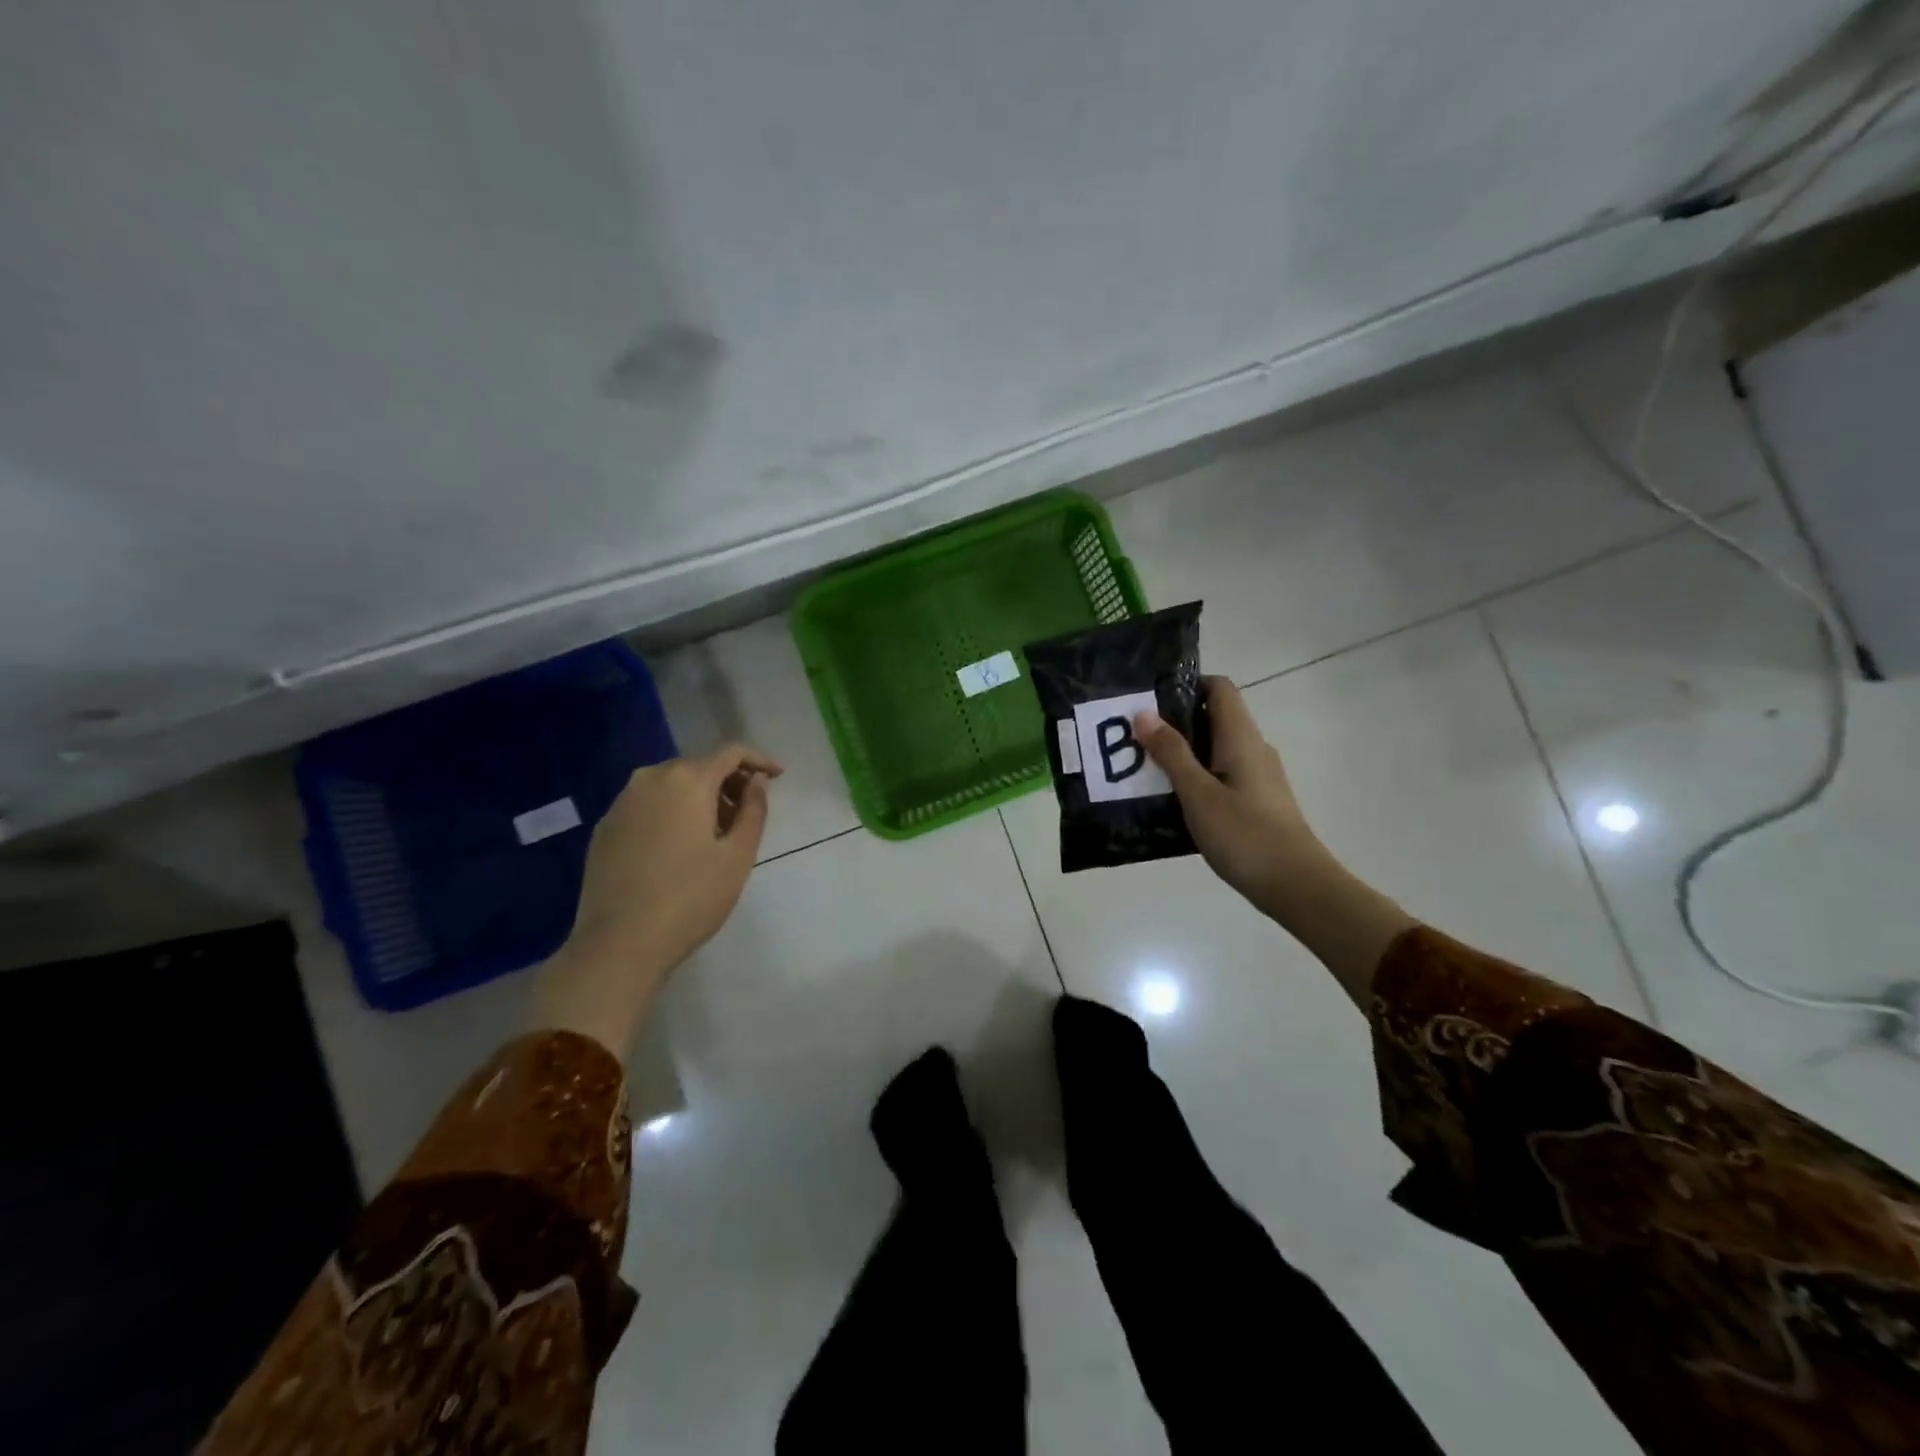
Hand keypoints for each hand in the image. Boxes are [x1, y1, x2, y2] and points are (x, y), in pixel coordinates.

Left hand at [535, 744, 781, 1052]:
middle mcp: (650, 779)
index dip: (759, 760)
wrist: (618, 944)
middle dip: (728, 782)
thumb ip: (753, 809)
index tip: (778, 777)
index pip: (731, 752)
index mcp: (687, 780)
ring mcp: (622, 803)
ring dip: (699, 798)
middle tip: (747, 813)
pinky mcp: (605, 828)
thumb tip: (755, 781)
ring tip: (715, 834)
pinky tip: (679, 847)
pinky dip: (671, 812)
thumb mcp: (737, 855)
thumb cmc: (690, 898)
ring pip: (671, 785)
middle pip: (699, 766)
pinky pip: (648, 805)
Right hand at [1134, 677, 1317, 918]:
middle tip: (1134, 734)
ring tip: (1143, 766)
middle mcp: (1253, 748)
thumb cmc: (1244, 834)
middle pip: (1213, 718)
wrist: (1296, 885)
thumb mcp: (1197, 793)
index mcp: (1241, 737)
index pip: (1219, 688)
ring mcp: (1258, 776)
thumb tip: (1144, 713)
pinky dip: (1195, 777)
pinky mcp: (1256, 801)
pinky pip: (1220, 775)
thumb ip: (1171, 753)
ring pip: (1215, 749)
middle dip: (1174, 722)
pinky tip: (1171, 799)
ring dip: (1182, 753)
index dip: (1186, 684)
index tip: (1150, 698)